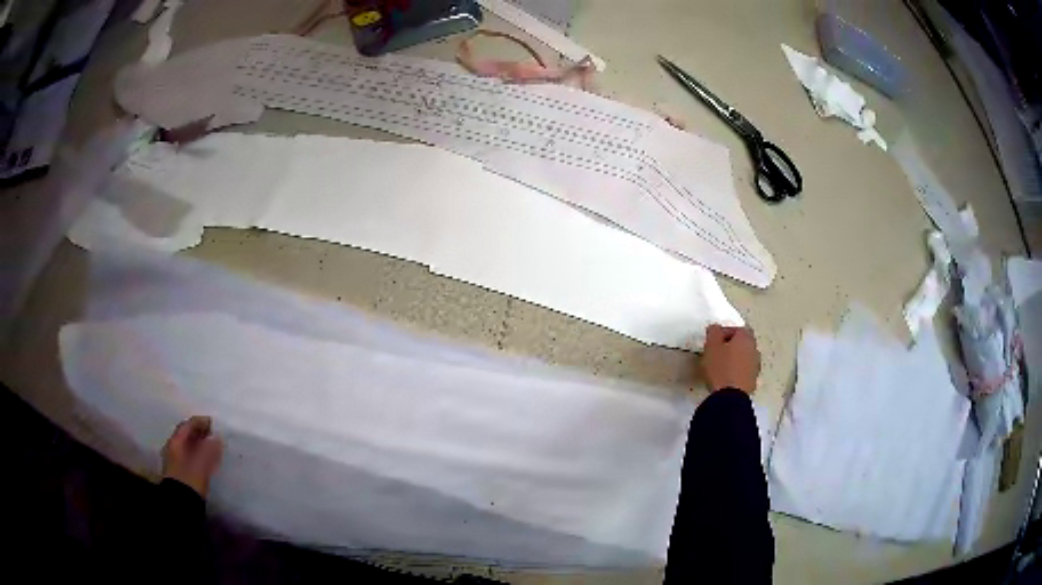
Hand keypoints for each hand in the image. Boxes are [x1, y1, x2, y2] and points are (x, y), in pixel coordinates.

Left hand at [162, 416, 221, 497]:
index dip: (200, 422)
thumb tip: (217, 438)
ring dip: (200, 446)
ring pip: (189, 448)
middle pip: (187, 436)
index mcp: (176, 442)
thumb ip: (209, 449)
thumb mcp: (201, 463)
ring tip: (213, 448)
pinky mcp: (180, 473)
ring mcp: (176, 461)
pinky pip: (191, 458)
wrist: (181, 503)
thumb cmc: (190, 479)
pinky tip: (208, 462)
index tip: (213, 423)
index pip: (187, 426)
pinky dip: (199, 456)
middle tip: (214, 434)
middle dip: (200, 434)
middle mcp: (173, 448)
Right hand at [701, 325, 759, 393]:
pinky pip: (744, 371)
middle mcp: (754, 349)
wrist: (730, 397)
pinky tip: (726, 378)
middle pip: (743, 343)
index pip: (737, 328)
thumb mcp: (711, 346)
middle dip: (731, 345)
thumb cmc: (720, 367)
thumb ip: (714, 332)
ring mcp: (755, 366)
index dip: (724, 332)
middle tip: (717, 352)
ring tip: (721, 366)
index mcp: (746, 338)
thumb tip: (716, 328)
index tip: (713, 341)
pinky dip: (737, 371)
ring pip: (744, 357)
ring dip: (735, 359)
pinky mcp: (753, 381)